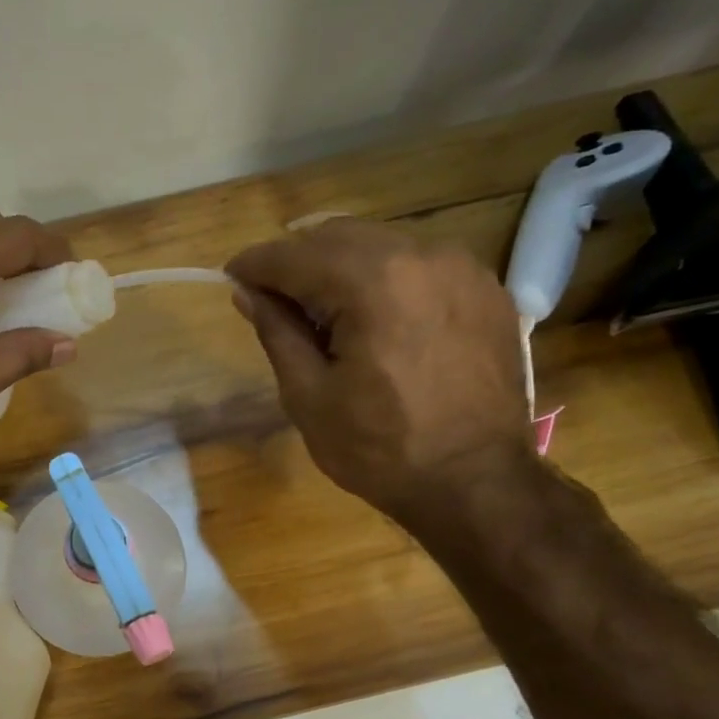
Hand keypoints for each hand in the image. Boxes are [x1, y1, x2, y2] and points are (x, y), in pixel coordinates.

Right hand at [226, 220, 535, 519]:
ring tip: (323, 311)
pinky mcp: (487, 291)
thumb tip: (247, 293)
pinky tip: (374, 318)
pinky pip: (421, 265)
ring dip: (342, 266)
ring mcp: (463, 269)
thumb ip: (277, 332)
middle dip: (298, 259)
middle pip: (340, 236)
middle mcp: (422, 255)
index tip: (231, 274)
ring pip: (383, 245)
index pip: (297, 256)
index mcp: (373, 282)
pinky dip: (386, 278)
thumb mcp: (309, 397)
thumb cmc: (379, 449)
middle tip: (272, 296)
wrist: (475, 482)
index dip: (257, 263)